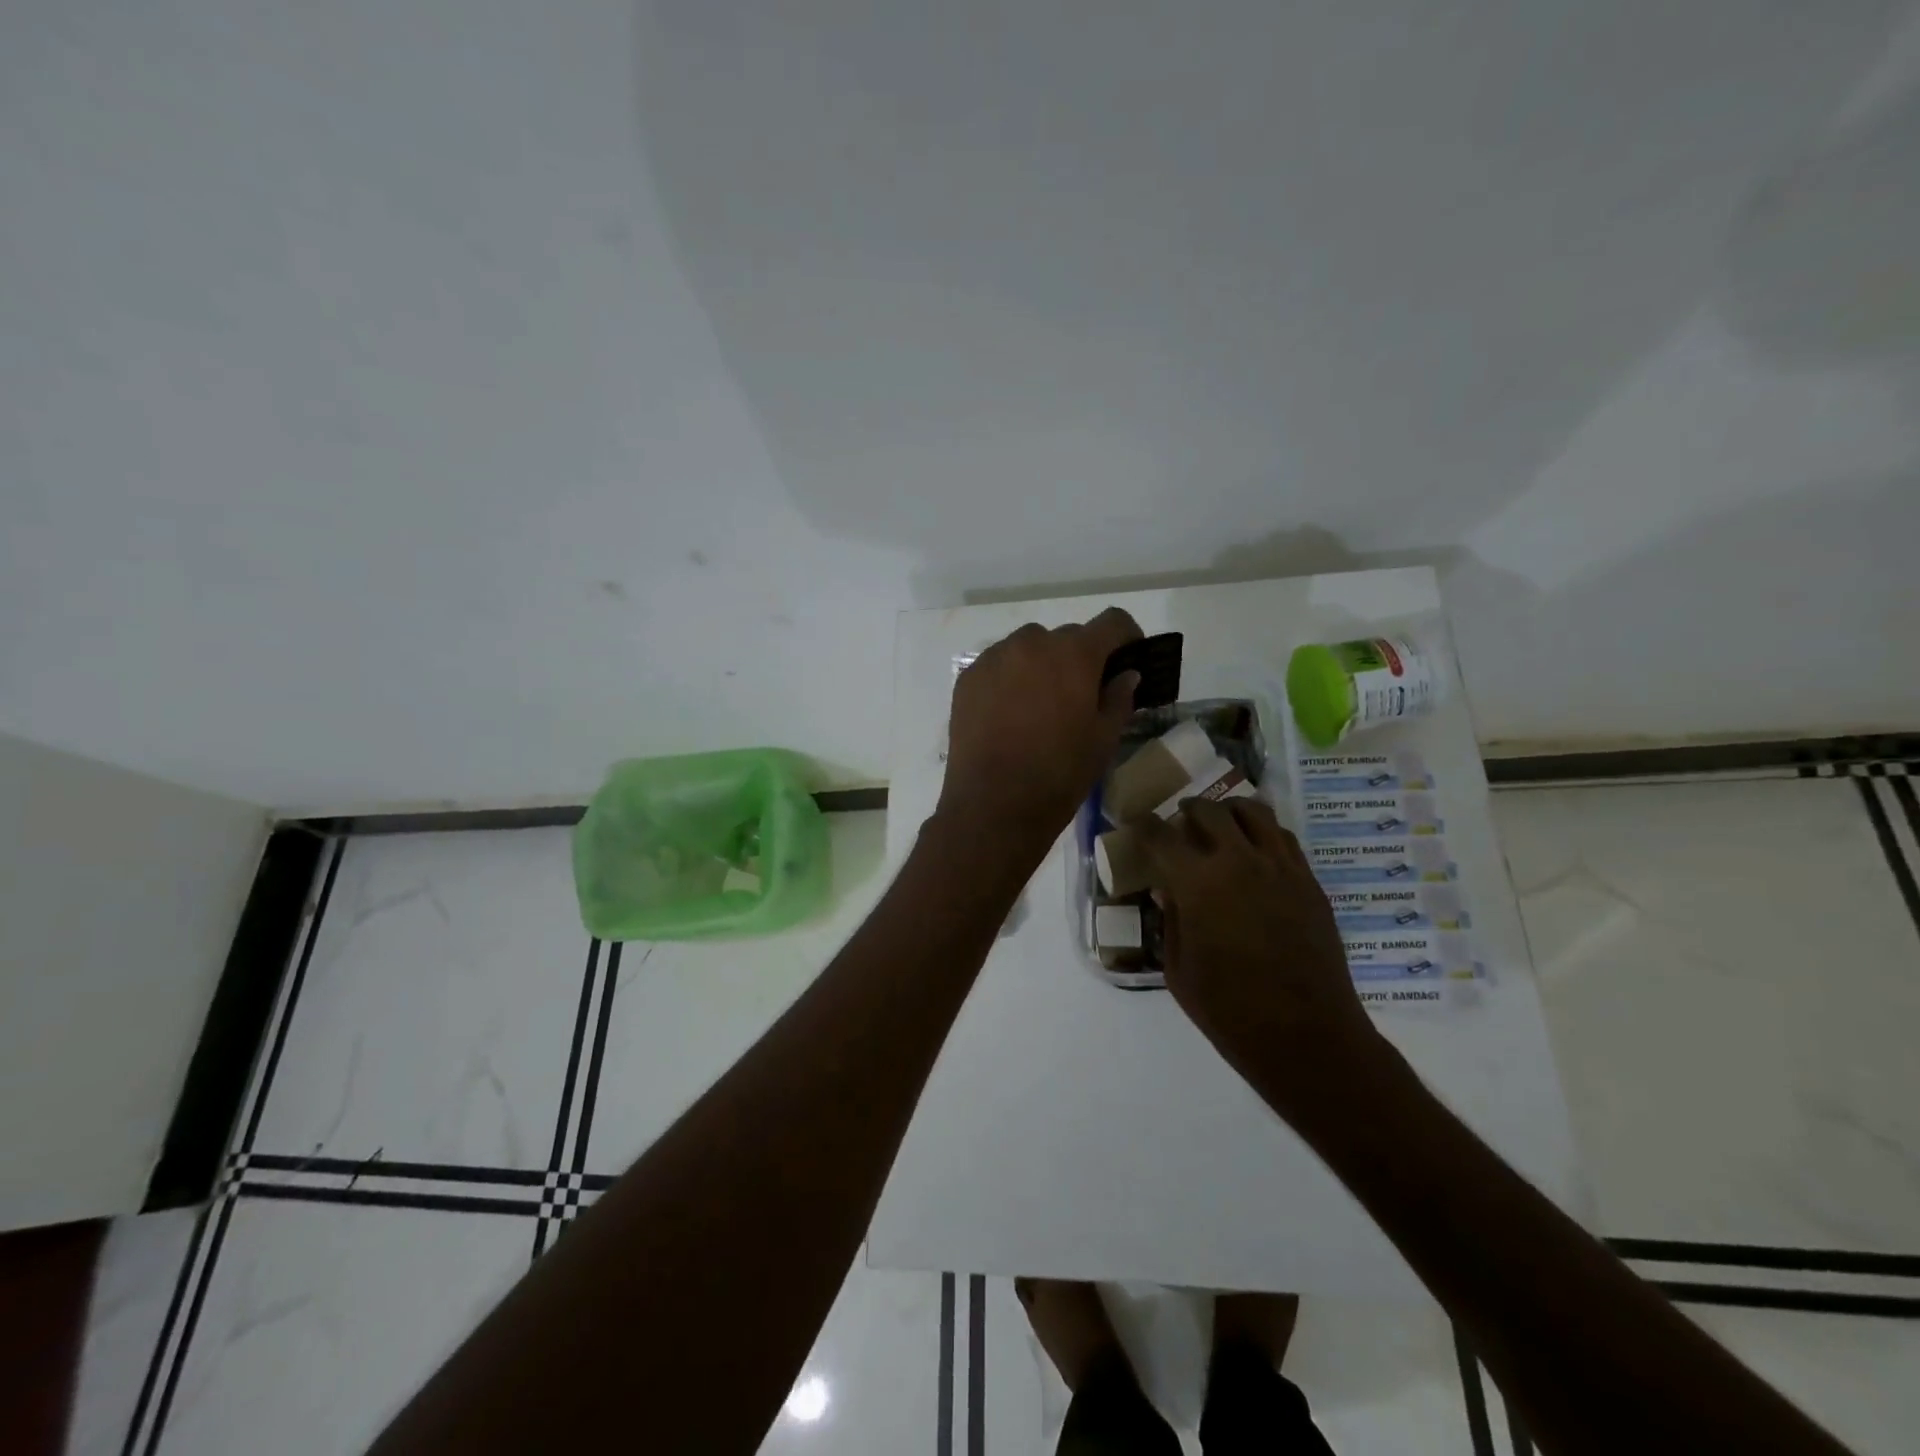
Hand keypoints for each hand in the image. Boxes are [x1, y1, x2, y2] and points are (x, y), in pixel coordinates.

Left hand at [937, 608, 1143, 853]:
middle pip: (1067, 636)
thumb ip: (1119, 698)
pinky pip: (999, 665)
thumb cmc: (1058, 774)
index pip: (1112, 621)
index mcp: (1074, 654)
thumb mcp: (1103, 740)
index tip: (1128, 658)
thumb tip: (1126, 674)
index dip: (1127, 636)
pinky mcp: (968, 678)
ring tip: (1041, 703)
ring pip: (1029, 646)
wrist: (992, 805)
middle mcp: (1032, 643)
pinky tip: (1010, 712)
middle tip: (1081, 693)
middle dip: (1080, 657)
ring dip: (1042, 663)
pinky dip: (1011, 677)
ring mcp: (995, 658)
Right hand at [1135, 800, 1379, 1096]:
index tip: (1136, 825)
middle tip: (1179, 823)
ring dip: (1229, 813)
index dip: (1143, 826)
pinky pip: (1284, 839)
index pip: (1161, 835)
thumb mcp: (1178, 969)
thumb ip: (1171, 920)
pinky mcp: (1310, 883)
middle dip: (1187, 810)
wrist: (1306, 1036)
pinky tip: (1254, 853)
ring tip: (1220, 826)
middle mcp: (1240, 862)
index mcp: (1198, 884)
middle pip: (1209, 811)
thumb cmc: (1229, 1010)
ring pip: (1254, 813)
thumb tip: (1168, 891)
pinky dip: (1263, 834)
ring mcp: (1281, 868)